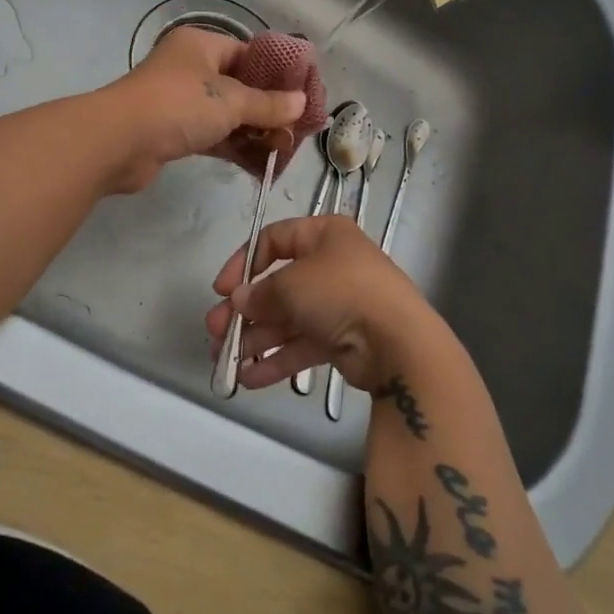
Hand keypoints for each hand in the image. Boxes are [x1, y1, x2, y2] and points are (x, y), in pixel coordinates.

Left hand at [98, 26, 306, 193]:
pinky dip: (235, 147)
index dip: (278, 74)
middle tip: (299, 128)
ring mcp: (180, 101)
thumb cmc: (178, 106)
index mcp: (202, 45)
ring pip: (227, 114)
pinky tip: (262, 164)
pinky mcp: (173, 131)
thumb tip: (301, 102)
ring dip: (254, 132)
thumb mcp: (231, 101)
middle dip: (269, 109)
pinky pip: (213, 135)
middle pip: (240, 86)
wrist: (118, 142)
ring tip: (286, 150)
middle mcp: (190, 68)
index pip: (249, 53)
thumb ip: (268, 104)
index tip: (305, 94)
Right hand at [204, 215, 440, 392]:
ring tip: (225, 360)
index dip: (244, 262)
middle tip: (215, 330)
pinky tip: (249, 378)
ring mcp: (340, 304)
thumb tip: (239, 300)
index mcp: (325, 235)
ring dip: (255, 338)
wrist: (398, 342)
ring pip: (288, 319)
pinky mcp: (345, 339)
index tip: (221, 289)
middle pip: (278, 285)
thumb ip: (260, 293)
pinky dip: (277, 359)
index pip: (274, 239)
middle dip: (244, 310)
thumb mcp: (291, 284)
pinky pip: (303, 345)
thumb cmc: (341, 292)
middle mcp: (332, 265)